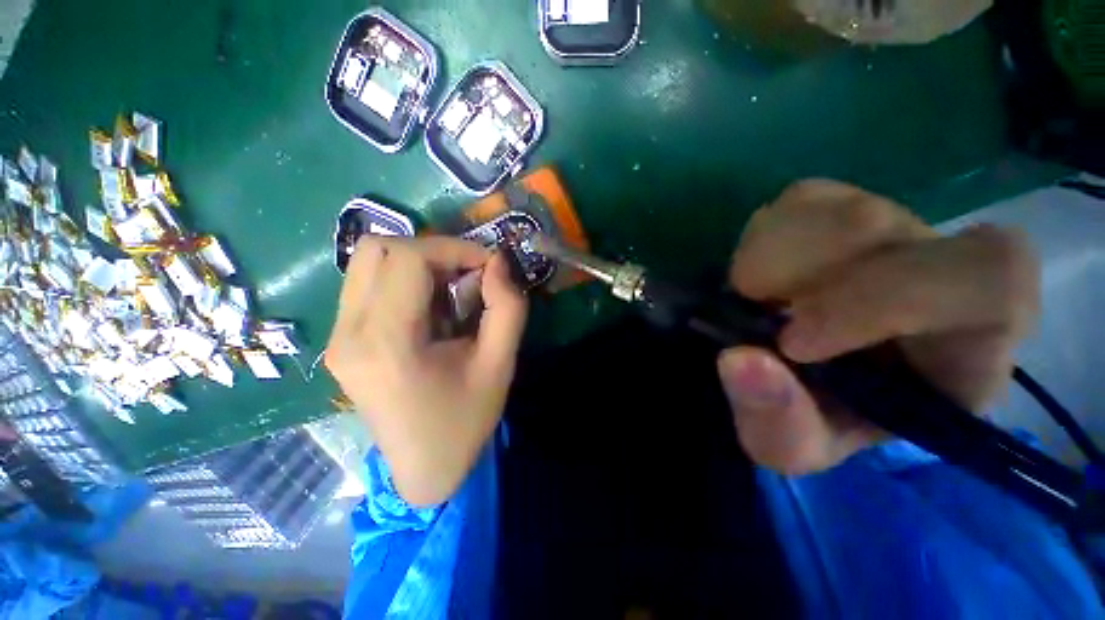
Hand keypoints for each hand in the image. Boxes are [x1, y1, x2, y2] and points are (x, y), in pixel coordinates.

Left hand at [325, 236, 527, 505]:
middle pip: (378, 249)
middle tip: (466, 274)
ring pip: (368, 261)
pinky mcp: (340, 340)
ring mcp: (337, 336)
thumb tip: (498, 261)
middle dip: (432, 250)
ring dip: (417, 262)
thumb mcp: (500, 364)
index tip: (487, 265)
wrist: (423, 468)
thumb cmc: (465, 420)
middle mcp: (348, 333)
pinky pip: (367, 283)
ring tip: (449, 289)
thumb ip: (507, 307)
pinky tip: (430, 307)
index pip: (407, 258)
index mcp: (387, 343)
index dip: (453, 248)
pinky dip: (404, 279)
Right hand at [718, 180, 1039, 474]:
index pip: (986, 276)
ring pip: (822, 206)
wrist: (814, 375)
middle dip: (793, 279)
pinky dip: (757, 244)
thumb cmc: (827, 416)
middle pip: (873, 225)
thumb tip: (740, 359)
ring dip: (765, 262)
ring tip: (759, 302)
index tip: (793, 342)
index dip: (882, 300)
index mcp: (971, 336)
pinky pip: (792, 203)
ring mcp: (887, 222)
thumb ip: (778, 423)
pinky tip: (762, 279)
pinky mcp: (837, 206)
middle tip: (760, 316)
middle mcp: (939, 260)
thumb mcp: (799, 446)